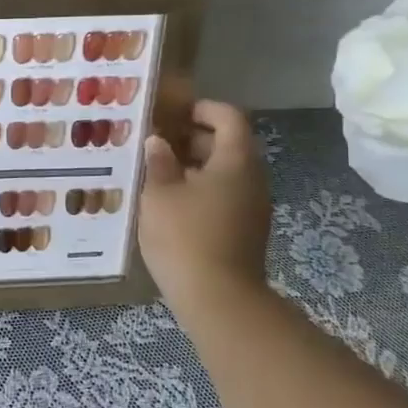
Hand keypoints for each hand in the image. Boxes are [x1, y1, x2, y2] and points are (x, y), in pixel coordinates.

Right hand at [137, 100, 273, 310]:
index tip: (172, 112)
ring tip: (155, 172)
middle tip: (155, 141)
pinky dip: (199, 190)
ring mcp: (252, 207)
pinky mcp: (244, 231)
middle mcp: (252, 179)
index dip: (202, 108)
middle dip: (192, 138)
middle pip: (228, 145)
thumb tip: (158, 142)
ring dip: (193, 166)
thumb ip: (159, 162)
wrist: (218, 299)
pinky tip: (168, 203)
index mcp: (236, 161)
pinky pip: (223, 196)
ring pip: (224, 173)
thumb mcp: (159, 193)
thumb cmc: (185, 235)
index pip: (229, 118)